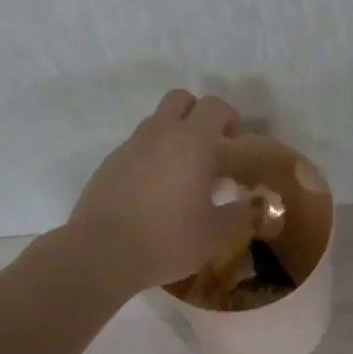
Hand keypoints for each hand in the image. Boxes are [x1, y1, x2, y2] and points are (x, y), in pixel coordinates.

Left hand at [69, 90, 255, 290]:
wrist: (102, 253)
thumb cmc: (168, 239)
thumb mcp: (215, 234)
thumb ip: (238, 214)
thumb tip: (250, 204)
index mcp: (191, 141)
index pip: (214, 106)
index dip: (229, 116)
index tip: (234, 141)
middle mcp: (159, 134)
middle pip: (179, 99)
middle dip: (196, 113)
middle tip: (206, 146)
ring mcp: (129, 147)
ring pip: (155, 123)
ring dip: (171, 137)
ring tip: (180, 175)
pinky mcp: (108, 165)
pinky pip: (135, 149)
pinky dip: (149, 159)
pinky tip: (152, 194)